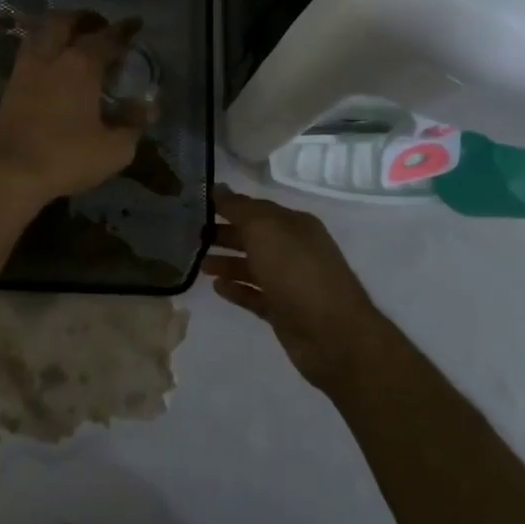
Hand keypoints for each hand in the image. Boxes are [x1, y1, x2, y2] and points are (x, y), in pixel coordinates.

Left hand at [0, 11, 143, 211]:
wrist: (7, 173)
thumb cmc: (65, 158)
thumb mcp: (113, 149)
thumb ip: (133, 124)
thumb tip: (148, 106)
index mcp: (80, 65)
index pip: (107, 37)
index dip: (124, 29)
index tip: (136, 23)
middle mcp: (51, 57)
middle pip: (64, 21)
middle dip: (84, 18)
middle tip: (100, 25)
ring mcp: (25, 69)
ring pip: (40, 31)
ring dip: (58, 27)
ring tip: (73, 38)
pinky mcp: (9, 85)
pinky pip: (28, 51)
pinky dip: (43, 46)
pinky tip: (52, 63)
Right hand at [203, 187, 389, 394]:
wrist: (332, 335)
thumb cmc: (297, 271)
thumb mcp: (265, 228)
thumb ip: (238, 208)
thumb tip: (218, 188)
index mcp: (294, 224)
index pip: (256, 209)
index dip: (228, 206)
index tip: (197, 206)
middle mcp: (294, 249)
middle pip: (253, 237)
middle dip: (224, 235)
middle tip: (191, 236)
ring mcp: (290, 283)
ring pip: (253, 267)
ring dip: (227, 263)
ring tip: (199, 264)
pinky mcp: (284, 312)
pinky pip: (255, 296)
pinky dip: (237, 290)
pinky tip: (216, 288)